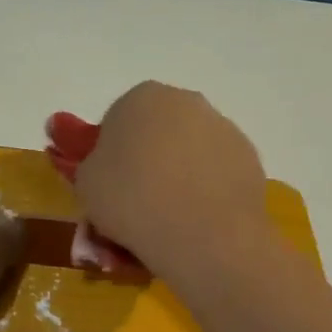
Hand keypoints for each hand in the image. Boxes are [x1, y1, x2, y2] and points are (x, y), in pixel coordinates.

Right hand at [73, 82, 269, 276]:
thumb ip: (83, 161)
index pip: (116, 121)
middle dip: (145, 162)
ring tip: (166, 221)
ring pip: (188, 153)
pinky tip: (195, 222)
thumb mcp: (86, 183)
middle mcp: (186, 102)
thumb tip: (85, 150)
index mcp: (141, 97)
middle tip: (134, 205)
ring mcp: (222, 128)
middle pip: (156, 133)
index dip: (108, 157)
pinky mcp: (248, 159)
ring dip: (176, 177)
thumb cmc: (131, 199)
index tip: (106, 188)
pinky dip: (204, 192)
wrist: (202, 234)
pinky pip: (214, 174)